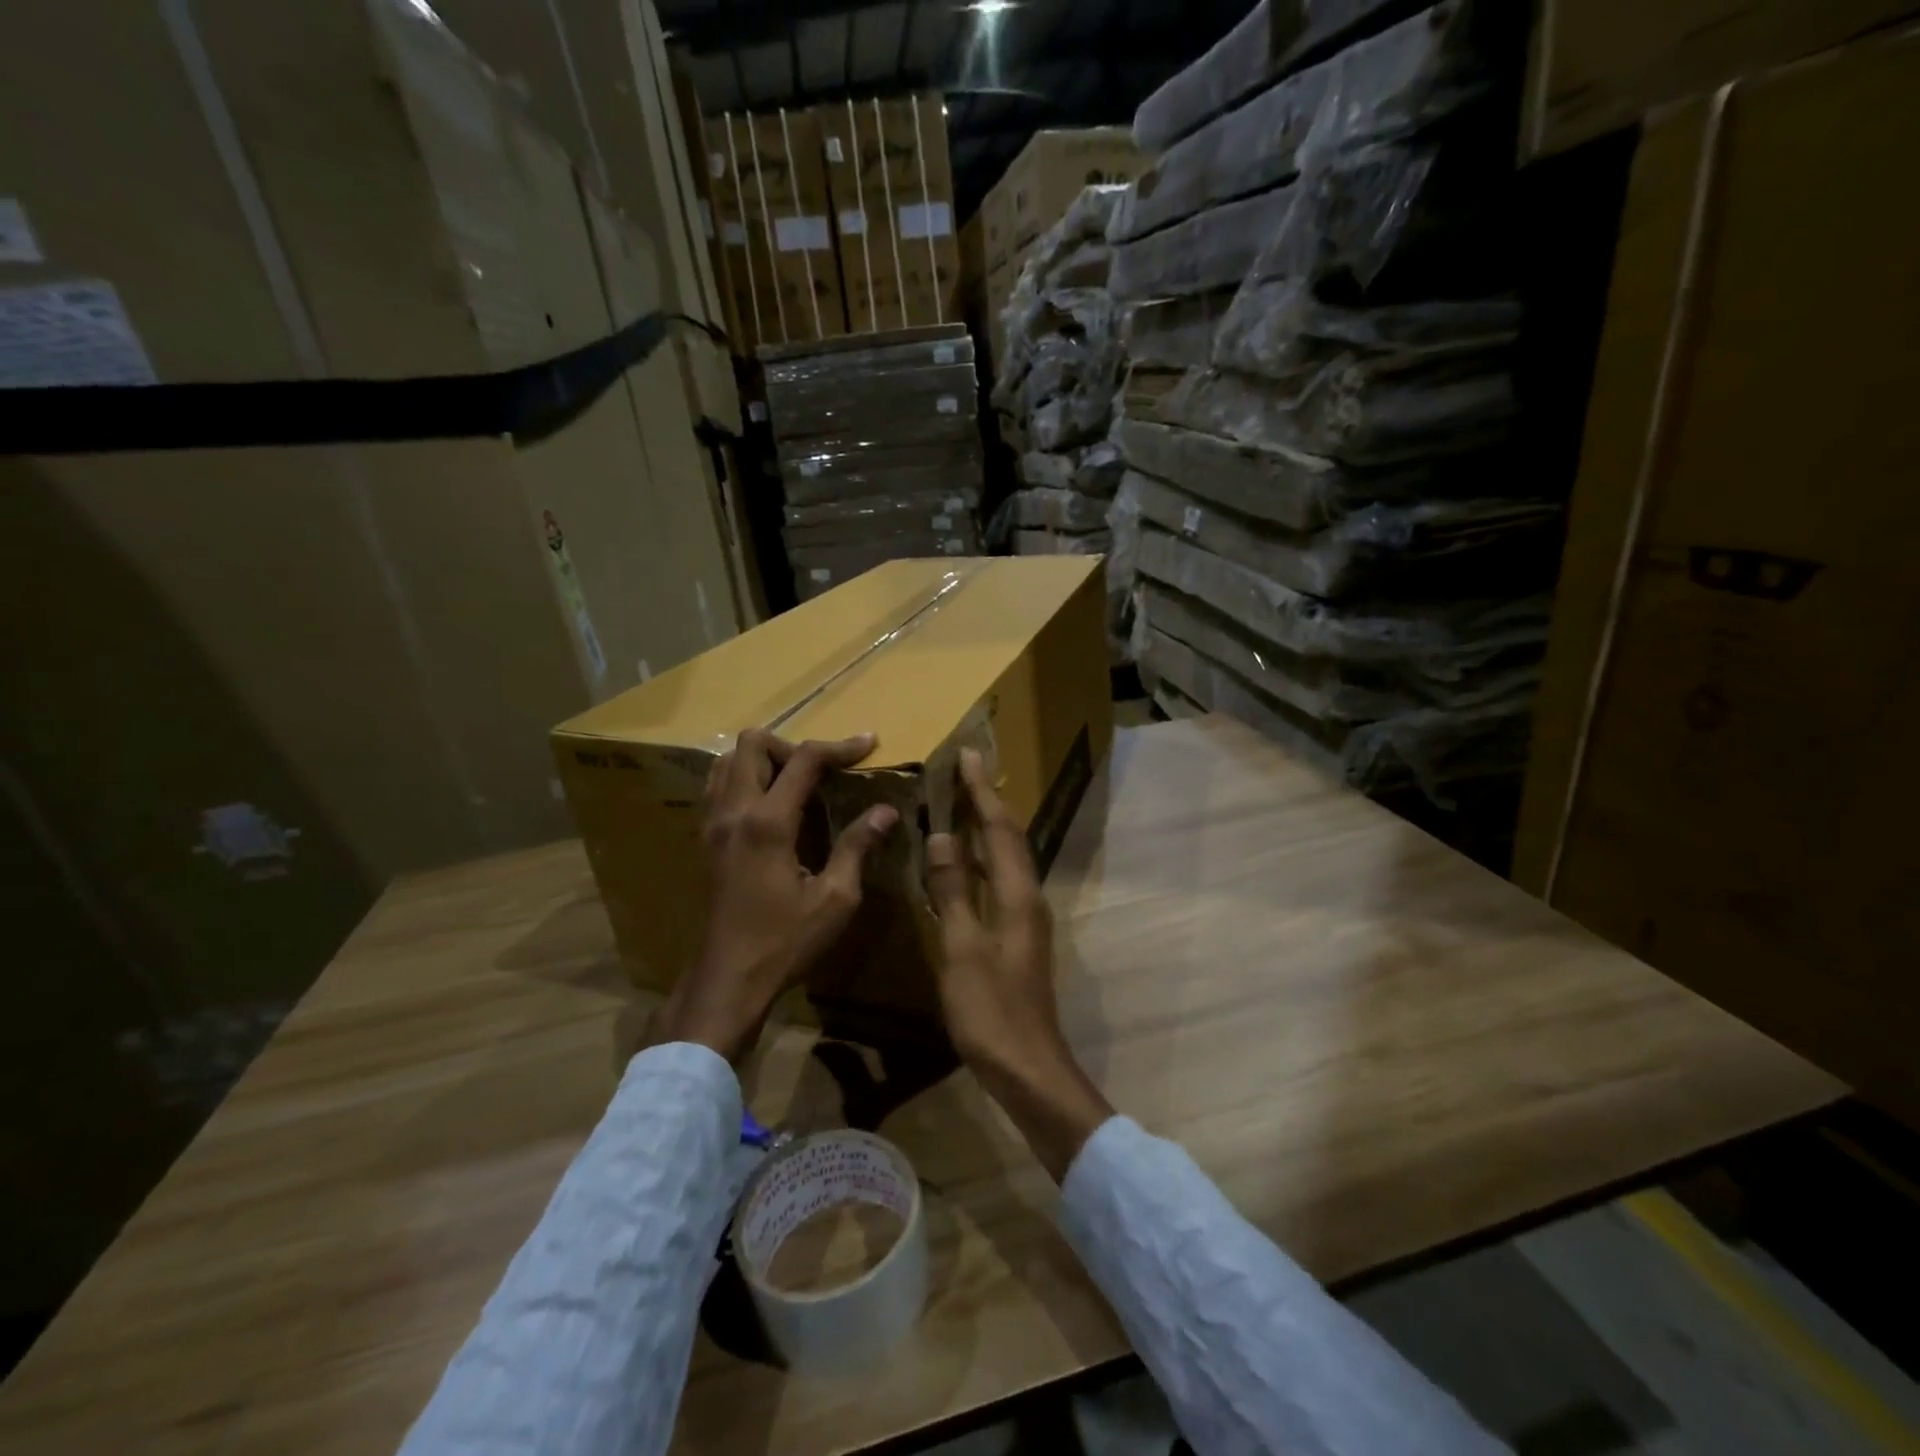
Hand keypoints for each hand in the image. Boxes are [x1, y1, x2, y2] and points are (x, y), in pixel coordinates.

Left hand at [656, 728, 897, 1062]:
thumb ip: (858, 846)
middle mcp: (734, 811)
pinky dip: (745, 778)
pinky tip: (771, 806)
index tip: (869, 743)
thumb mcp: (835, 898)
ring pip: (729, 760)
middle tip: (823, 771)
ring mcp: (712, 823)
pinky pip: (719, 785)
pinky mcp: (705, 839)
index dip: (840, 746)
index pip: (803, 760)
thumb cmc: (785, 942)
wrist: (728, 978)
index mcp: (767, 822)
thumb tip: (886, 811)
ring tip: (797, 784)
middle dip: (793, 746)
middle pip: (753, 743)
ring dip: (765, 759)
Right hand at [926, 749, 1112, 1181]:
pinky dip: (981, 861)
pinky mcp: (1017, 938)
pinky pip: (999, 882)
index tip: (968, 755)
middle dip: (988, 802)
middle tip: (965, 771)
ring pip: (1005, 859)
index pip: (999, 828)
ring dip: (986, 829)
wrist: (1027, 1068)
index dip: (982, 791)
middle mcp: (1027, 898)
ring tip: (963, 805)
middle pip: (1008, 838)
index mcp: (1017, 895)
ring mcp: (1025, 919)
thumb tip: (943, 835)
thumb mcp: (962, 947)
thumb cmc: (991, 1009)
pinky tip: (962, 865)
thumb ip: (953, 889)